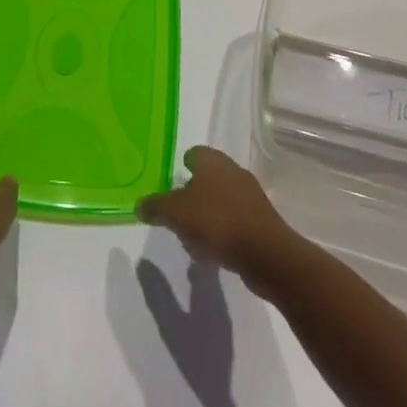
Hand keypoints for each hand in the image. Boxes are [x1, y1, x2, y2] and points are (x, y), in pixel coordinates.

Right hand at [137, 147, 305, 294]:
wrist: (266, 253)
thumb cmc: (216, 222)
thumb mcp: (176, 213)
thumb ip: (155, 206)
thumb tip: (139, 205)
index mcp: (212, 161)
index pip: (193, 154)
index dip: (180, 168)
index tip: (170, 188)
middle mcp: (232, 170)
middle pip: (206, 178)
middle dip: (191, 196)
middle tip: (177, 217)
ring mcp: (249, 195)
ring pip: (220, 200)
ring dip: (206, 217)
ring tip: (193, 241)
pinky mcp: (260, 220)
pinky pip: (234, 221)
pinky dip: (222, 232)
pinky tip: (213, 253)